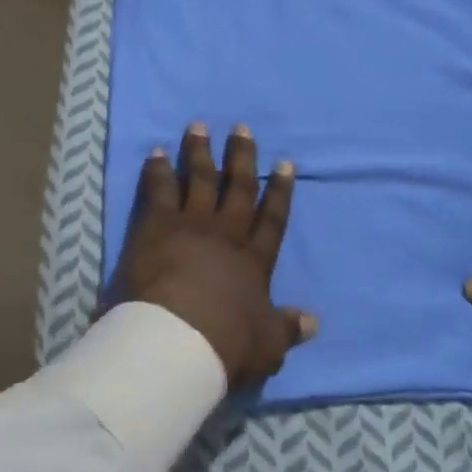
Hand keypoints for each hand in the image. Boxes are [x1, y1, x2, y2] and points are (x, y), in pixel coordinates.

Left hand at [119, 122, 316, 388]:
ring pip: (199, 179)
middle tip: (241, 127)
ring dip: (199, 152)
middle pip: (237, 188)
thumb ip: (288, 328)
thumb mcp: (268, 344)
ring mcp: (191, 224)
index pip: (273, 219)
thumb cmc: (226, 344)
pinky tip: (157, 152)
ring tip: (198, 126)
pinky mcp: (157, 225)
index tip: (286, 163)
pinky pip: (159, 189)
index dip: (280, 191)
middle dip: (242, 157)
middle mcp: (226, 234)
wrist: (177, 340)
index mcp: (254, 260)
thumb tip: (314, 322)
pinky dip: (158, 169)